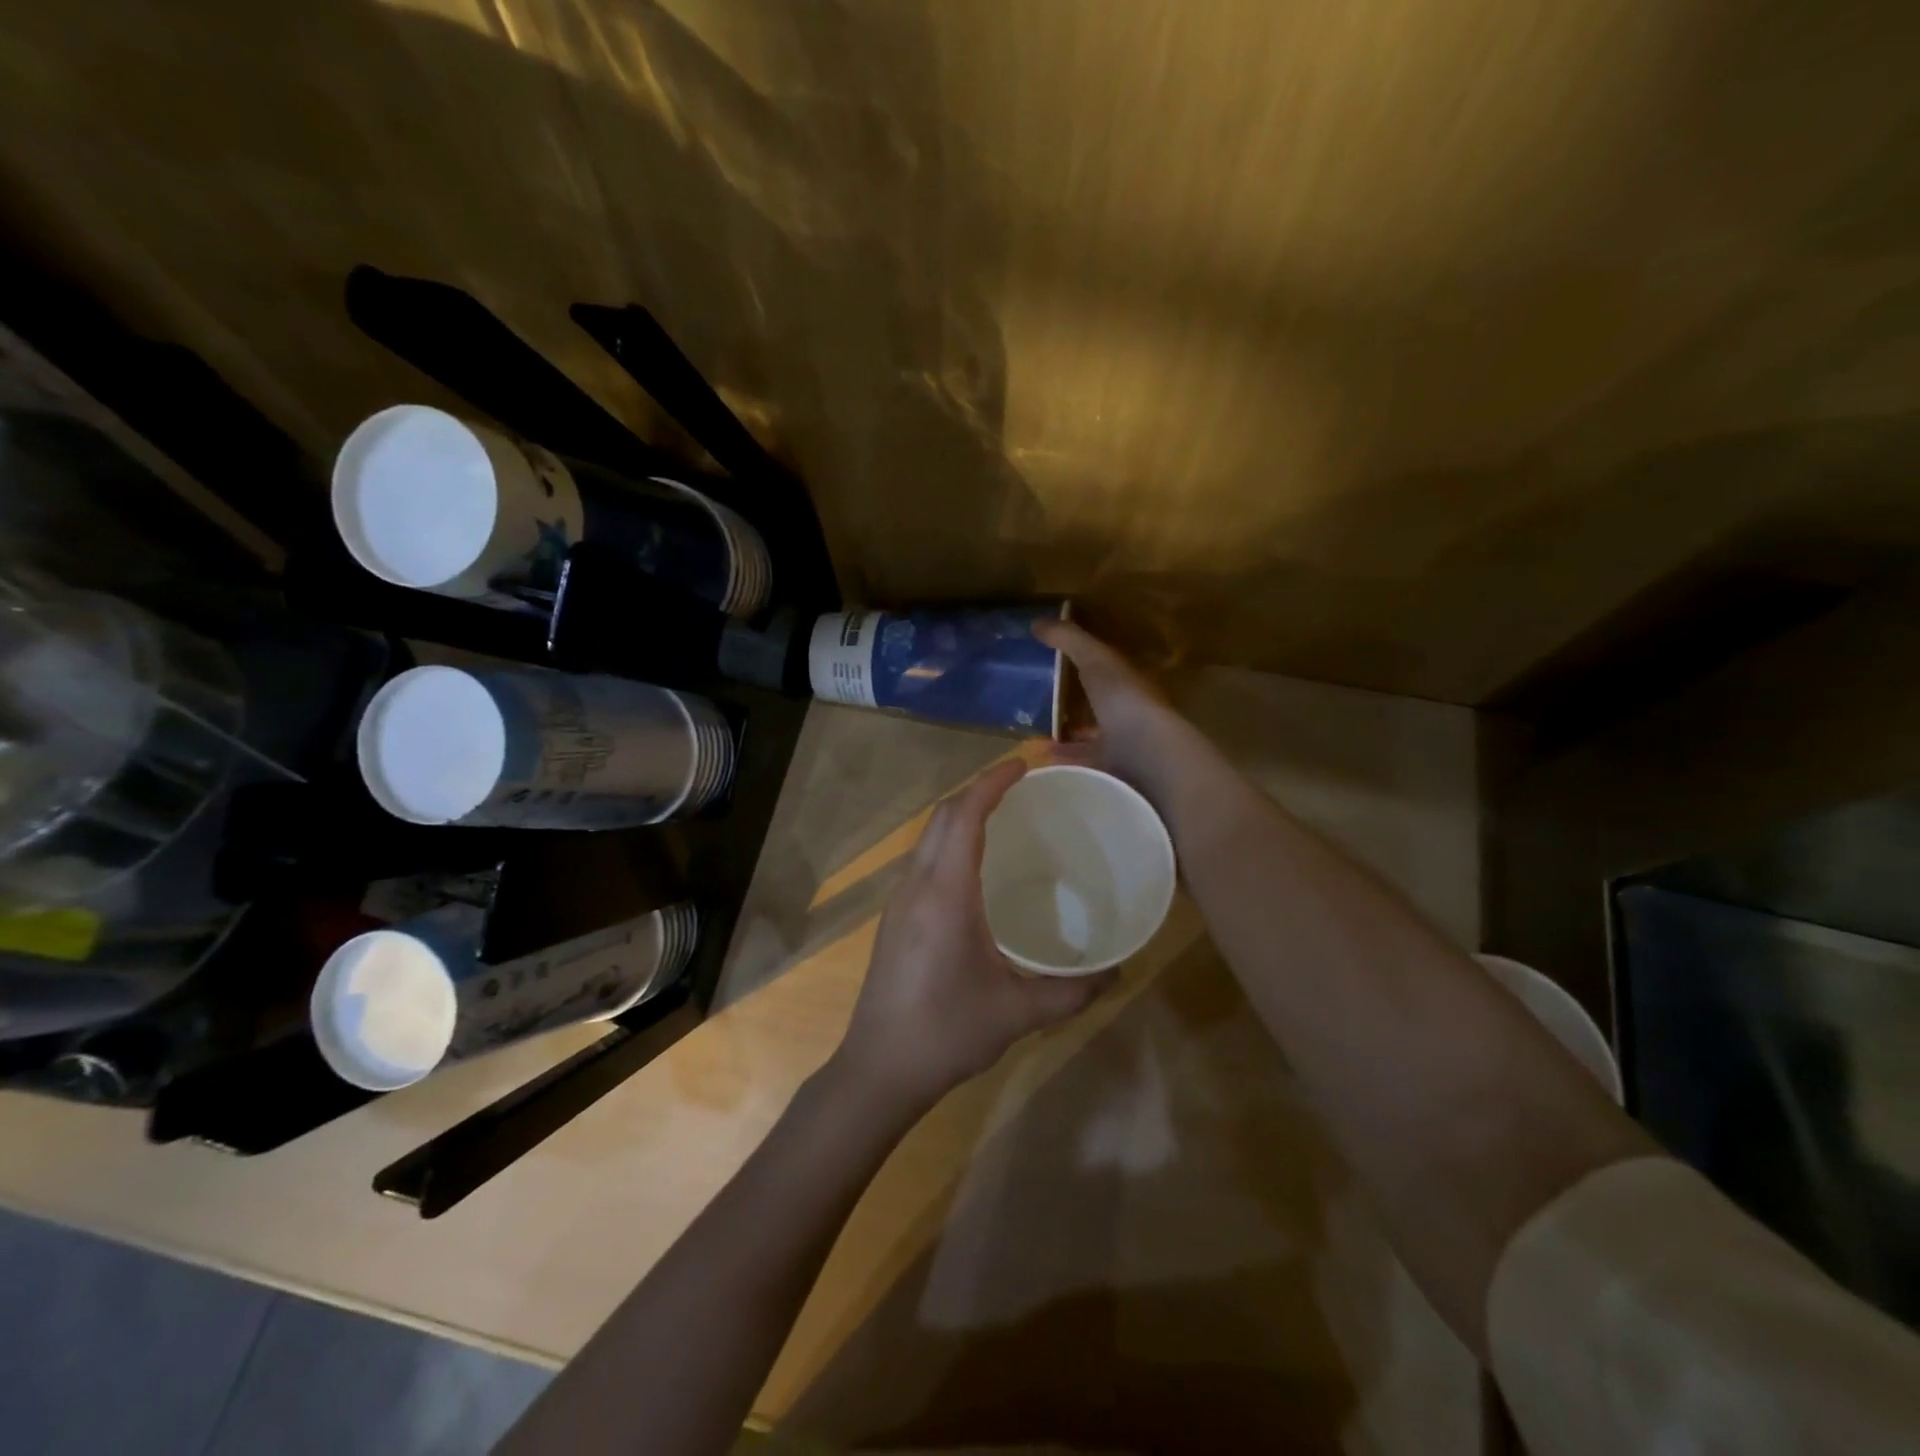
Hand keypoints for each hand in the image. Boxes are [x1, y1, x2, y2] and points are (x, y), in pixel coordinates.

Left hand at [835, 759, 1114, 1108]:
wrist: (878, 1069)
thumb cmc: (946, 1033)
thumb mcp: (1018, 1013)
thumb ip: (1072, 991)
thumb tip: (1118, 971)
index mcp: (946, 894)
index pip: (965, 817)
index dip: (991, 783)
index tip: (1023, 765)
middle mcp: (917, 885)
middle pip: (943, 817)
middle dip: (978, 790)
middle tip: (1020, 786)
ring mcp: (900, 901)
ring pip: (928, 837)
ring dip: (961, 815)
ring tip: (1002, 817)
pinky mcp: (895, 918)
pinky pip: (923, 860)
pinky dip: (949, 842)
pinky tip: (975, 867)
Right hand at [1034, 618, 1189, 795]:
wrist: (1149, 757)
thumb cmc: (1126, 701)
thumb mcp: (1096, 661)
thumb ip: (1070, 640)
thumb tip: (1036, 621)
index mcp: (1128, 683)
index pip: (1103, 669)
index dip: (1078, 664)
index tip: (1046, 663)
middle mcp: (1127, 713)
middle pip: (1094, 705)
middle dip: (1067, 703)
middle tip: (1029, 702)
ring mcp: (1120, 746)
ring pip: (1087, 736)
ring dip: (1062, 734)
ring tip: (1028, 732)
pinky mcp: (1109, 773)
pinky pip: (1080, 763)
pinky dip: (1060, 760)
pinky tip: (1038, 759)